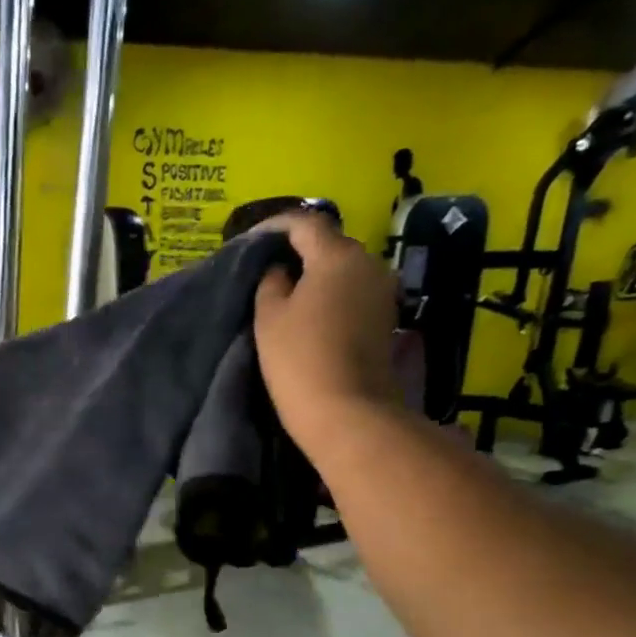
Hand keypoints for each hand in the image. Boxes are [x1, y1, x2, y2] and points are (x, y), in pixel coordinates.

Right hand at [250, 213, 401, 457]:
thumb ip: (270, 282)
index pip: (304, 223)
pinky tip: (312, 314)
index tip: (251, 240)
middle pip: (329, 244)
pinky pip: (353, 294)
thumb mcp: (269, 318)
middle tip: (268, 269)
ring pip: (343, 270)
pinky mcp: (385, 319)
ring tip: (288, 293)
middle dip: (298, 251)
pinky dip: (332, 296)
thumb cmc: (300, 361)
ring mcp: (382, 291)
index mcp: (337, 254)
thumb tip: (280, 270)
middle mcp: (368, 262)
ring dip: (317, 276)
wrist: (347, 413)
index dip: (274, 226)